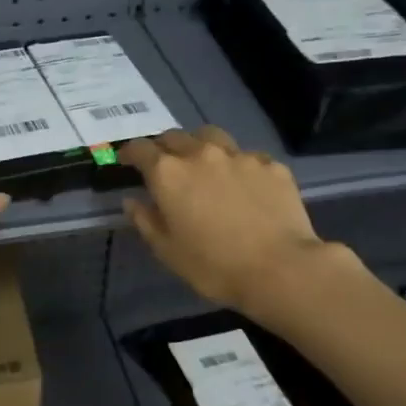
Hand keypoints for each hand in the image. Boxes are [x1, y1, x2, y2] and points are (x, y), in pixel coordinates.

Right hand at [118, 127, 358, 318]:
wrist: (280, 269)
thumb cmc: (213, 266)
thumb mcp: (167, 250)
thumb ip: (145, 220)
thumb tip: (132, 201)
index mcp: (169, 174)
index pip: (141, 149)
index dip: (129, 152)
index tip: (126, 161)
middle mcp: (201, 154)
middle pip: (175, 137)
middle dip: (164, 147)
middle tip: (163, 164)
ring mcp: (240, 156)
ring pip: (211, 137)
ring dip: (199, 145)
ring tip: (202, 163)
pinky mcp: (271, 165)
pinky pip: (246, 156)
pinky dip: (236, 165)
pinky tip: (242, 183)